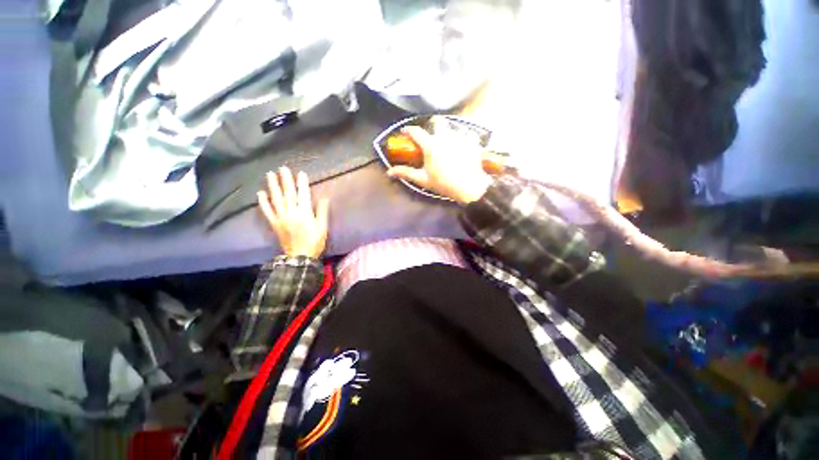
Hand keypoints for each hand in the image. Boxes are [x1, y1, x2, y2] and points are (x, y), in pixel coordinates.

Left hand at [258, 167, 329, 257]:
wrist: (300, 256)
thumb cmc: (314, 241)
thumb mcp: (323, 228)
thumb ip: (322, 212)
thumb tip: (324, 198)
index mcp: (304, 213)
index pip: (303, 195)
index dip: (302, 183)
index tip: (301, 173)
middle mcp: (291, 213)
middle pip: (288, 194)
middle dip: (286, 180)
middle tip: (283, 168)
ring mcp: (281, 217)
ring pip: (276, 199)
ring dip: (273, 186)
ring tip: (270, 175)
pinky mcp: (274, 223)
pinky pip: (267, 211)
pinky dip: (263, 202)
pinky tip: (260, 193)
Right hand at [387, 116, 492, 203]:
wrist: (469, 187)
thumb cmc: (443, 183)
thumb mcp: (423, 179)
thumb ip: (406, 173)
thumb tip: (389, 172)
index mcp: (431, 145)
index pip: (416, 131)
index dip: (408, 130)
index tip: (405, 132)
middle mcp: (445, 136)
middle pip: (437, 121)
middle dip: (432, 124)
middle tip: (431, 134)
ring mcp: (460, 136)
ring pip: (452, 126)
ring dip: (447, 132)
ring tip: (448, 143)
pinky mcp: (472, 141)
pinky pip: (466, 134)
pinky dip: (462, 138)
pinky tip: (462, 147)